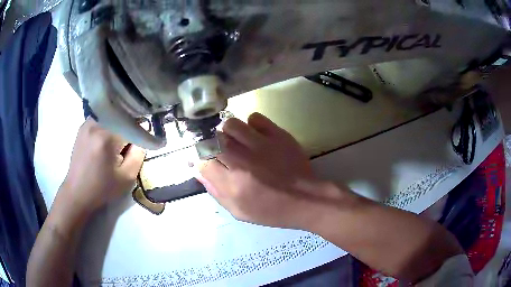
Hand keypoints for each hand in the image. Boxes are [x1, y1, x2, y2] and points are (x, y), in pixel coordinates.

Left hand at [59, 118, 144, 214]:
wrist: (77, 192)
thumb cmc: (102, 188)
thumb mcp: (127, 178)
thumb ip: (138, 154)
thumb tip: (142, 137)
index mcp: (107, 137)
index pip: (132, 125)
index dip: (140, 134)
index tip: (141, 144)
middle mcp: (96, 124)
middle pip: (121, 119)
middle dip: (129, 129)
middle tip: (128, 147)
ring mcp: (87, 123)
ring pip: (112, 118)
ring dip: (118, 128)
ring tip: (116, 145)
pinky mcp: (83, 126)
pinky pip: (102, 120)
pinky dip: (108, 127)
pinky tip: (105, 143)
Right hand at [197, 112, 340, 228]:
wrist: (306, 200)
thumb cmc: (272, 211)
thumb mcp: (239, 211)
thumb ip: (216, 191)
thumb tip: (198, 170)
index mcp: (233, 184)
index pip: (202, 161)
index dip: (198, 160)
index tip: (202, 161)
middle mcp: (243, 161)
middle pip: (213, 140)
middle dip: (211, 146)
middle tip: (220, 153)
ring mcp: (262, 144)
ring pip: (231, 124)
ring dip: (228, 132)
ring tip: (236, 142)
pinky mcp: (278, 135)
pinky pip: (255, 118)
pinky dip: (251, 125)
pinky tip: (255, 136)